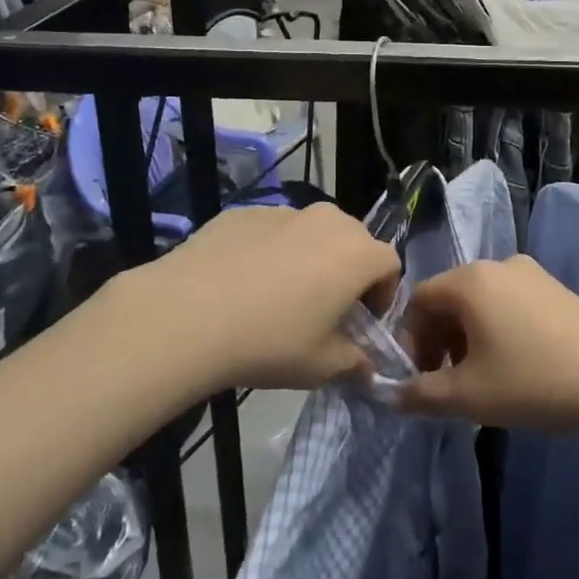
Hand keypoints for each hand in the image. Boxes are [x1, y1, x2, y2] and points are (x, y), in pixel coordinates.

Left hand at [117, 204, 397, 392]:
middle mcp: (327, 220)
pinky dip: (269, 251)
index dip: (383, 294)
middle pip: (353, 241)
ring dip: (308, 259)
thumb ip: (355, 363)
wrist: (187, 314)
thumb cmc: (270, 341)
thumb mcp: (321, 366)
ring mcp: (283, 211)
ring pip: (311, 233)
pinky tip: (241, 284)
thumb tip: (366, 366)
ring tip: (277, 296)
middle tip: (323, 309)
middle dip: (347, 273)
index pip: (390, 264)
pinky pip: (272, 231)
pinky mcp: (244, 212)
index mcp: (357, 253)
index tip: (360, 322)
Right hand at [398, 257, 578, 430]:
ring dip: (468, 336)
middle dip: (439, 340)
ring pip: (480, 301)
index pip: (418, 300)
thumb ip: (421, 395)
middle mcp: (496, 264)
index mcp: (469, 280)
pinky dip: (497, 328)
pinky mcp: (555, 287)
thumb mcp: (469, 396)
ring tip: (483, 378)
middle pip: (449, 298)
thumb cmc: (534, 379)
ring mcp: (530, 272)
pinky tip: (517, 364)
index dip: (410, 340)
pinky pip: (509, 302)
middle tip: (448, 381)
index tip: (420, 378)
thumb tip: (390, 395)